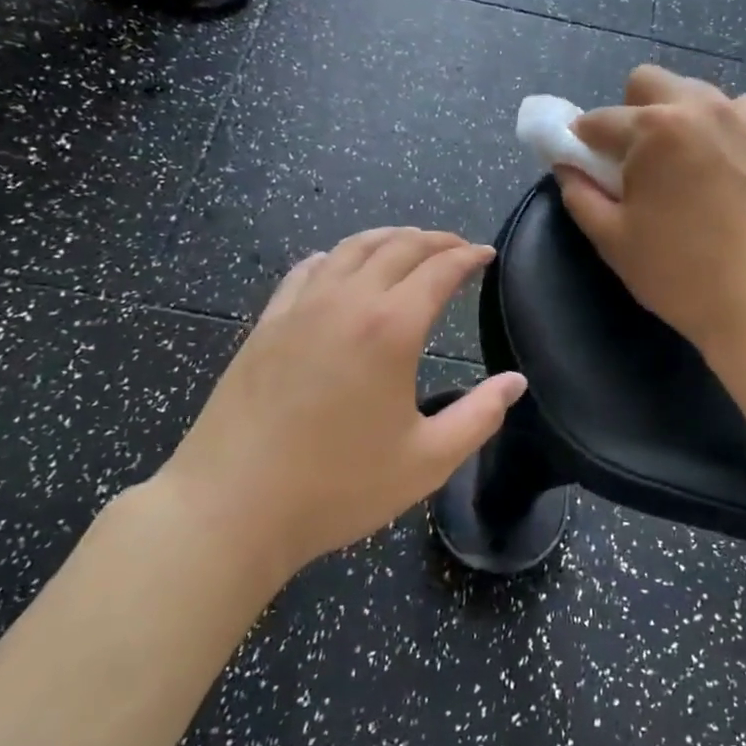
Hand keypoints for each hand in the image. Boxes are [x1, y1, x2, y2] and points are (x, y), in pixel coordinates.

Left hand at [157, 229, 525, 583]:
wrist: (230, 508)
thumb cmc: (337, 487)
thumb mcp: (426, 462)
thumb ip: (479, 417)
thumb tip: (515, 382)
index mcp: (391, 328)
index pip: (439, 270)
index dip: (468, 256)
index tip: (486, 253)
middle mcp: (347, 301)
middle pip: (398, 246)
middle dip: (434, 239)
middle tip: (457, 247)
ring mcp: (300, 307)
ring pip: (350, 248)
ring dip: (387, 237)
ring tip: (408, 243)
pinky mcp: (267, 323)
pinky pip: (308, 269)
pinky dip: (336, 256)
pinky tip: (339, 267)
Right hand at [556, 65, 745, 354]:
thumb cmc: (681, 274)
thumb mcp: (613, 240)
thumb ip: (579, 194)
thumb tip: (566, 166)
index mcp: (654, 128)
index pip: (600, 120)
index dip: (583, 142)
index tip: (585, 164)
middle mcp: (700, 107)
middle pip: (649, 83)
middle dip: (632, 112)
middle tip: (638, 160)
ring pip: (697, 94)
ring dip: (679, 118)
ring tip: (686, 166)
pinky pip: (740, 112)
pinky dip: (722, 130)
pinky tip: (726, 169)